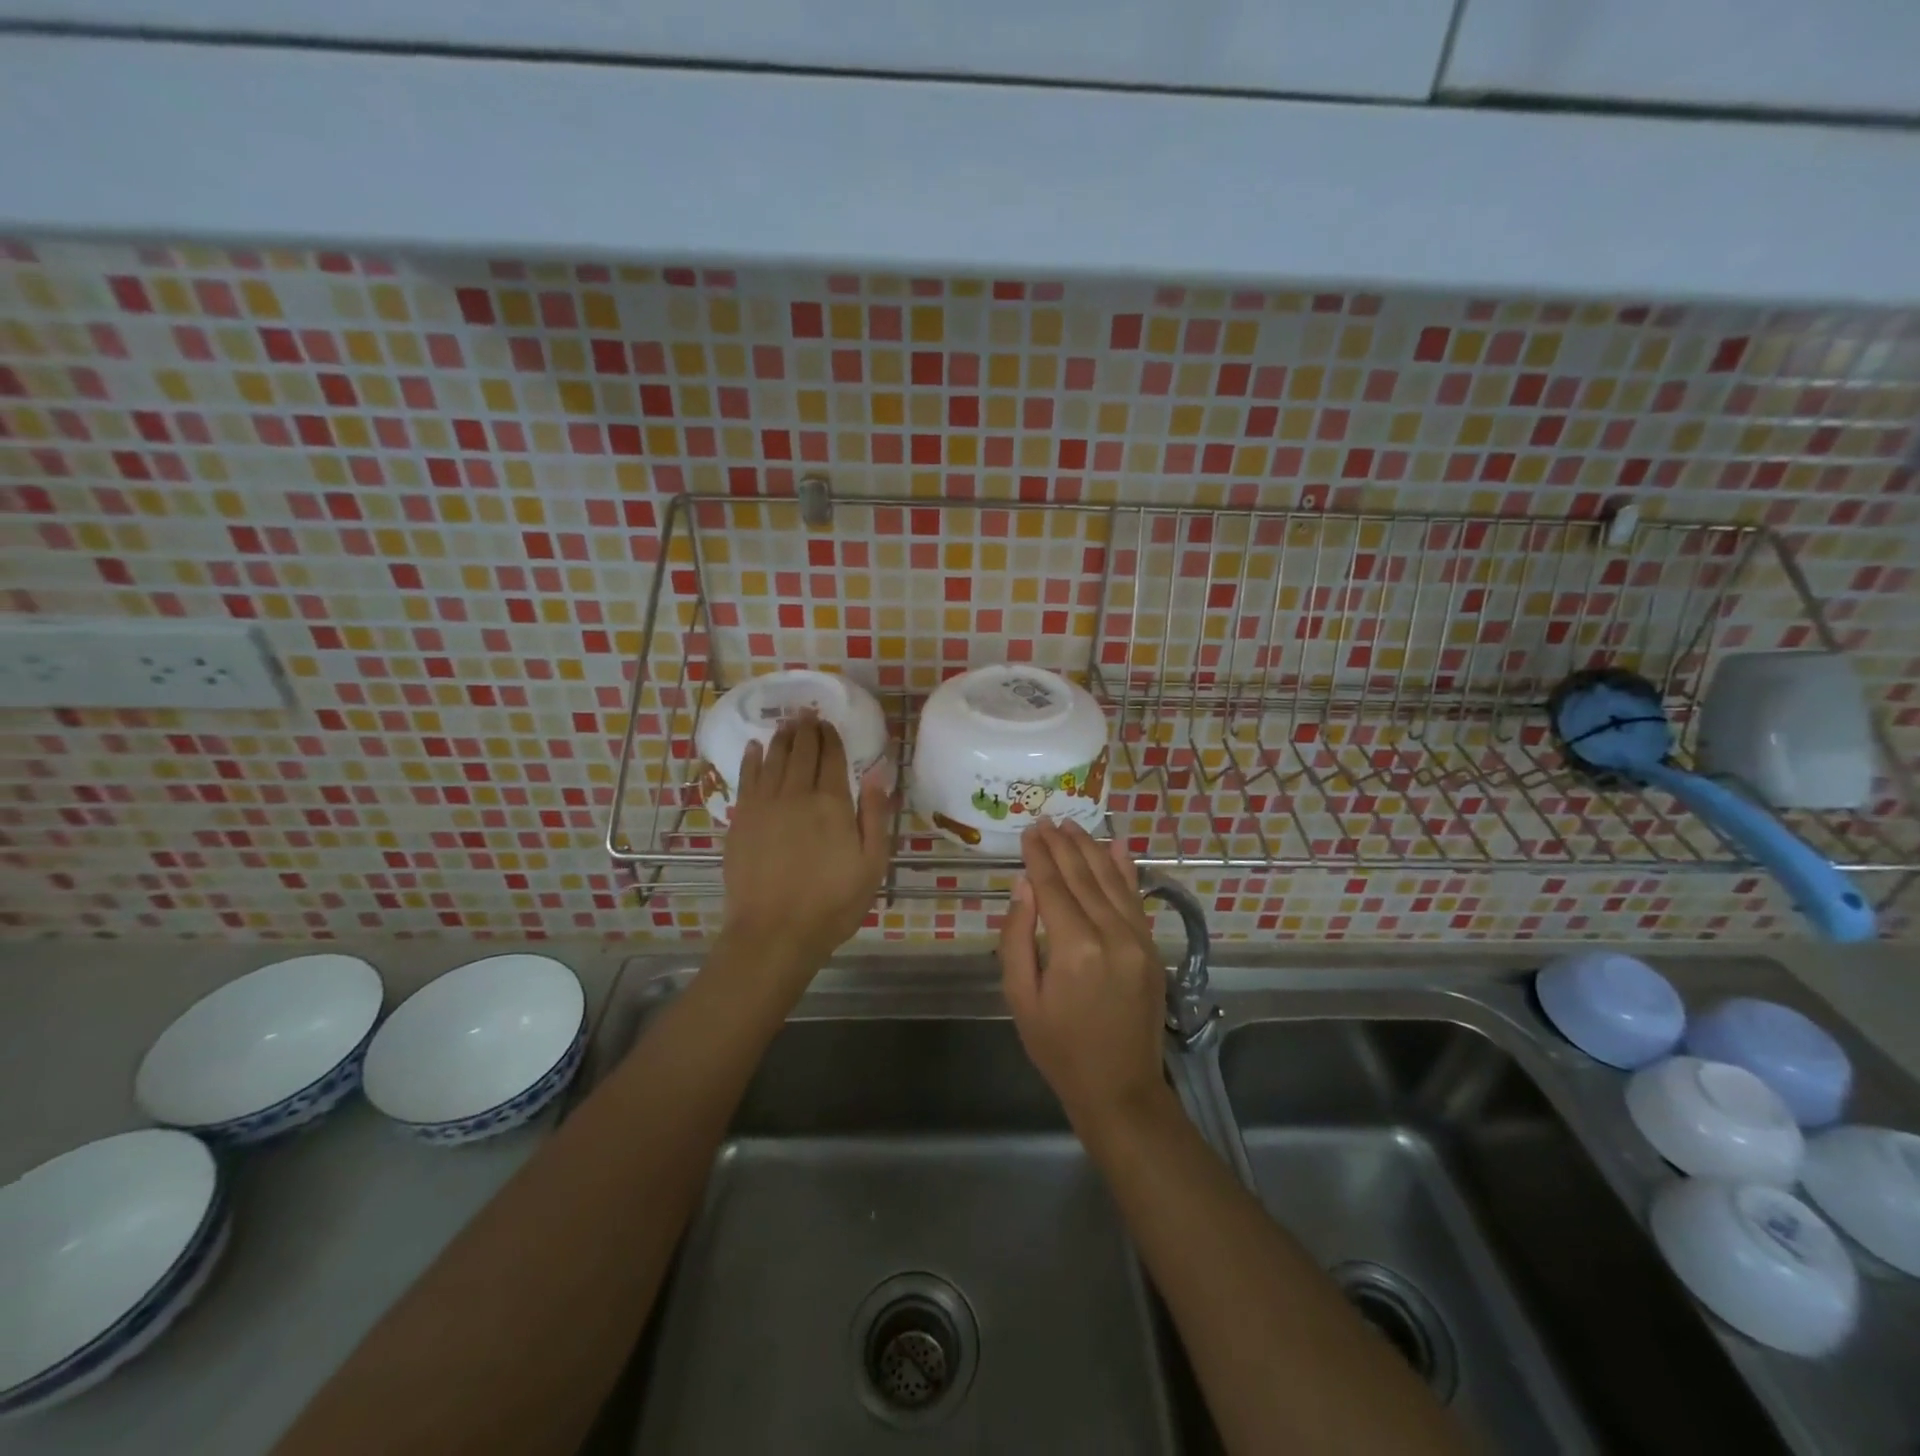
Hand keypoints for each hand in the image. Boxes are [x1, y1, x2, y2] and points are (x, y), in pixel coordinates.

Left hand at [721, 717, 890, 985]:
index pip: (831, 757)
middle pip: (801, 752)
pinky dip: (753, 759)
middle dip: (806, 730)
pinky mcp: (741, 820)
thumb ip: (874, 815)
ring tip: (786, 723)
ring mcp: (764, 805)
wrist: (774, 932)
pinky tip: (756, 748)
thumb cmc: (832, 903)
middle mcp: (796, 794)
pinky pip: (747, 778)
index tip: (829, 723)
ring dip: (782, 738)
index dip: (831, 737)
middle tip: (806, 714)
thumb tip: (876, 773)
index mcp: (832, 803)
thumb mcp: (872, 864)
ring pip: (773, 759)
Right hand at [999, 820, 1168, 1134]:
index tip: (1028, 831)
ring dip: (1090, 849)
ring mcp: (1138, 939)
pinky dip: (1126, 870)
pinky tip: (1116, 846)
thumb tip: (1024, 885)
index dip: (1039, 856)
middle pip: (1083, 877)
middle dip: (1062, 845)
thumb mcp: (1021, 999)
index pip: (1053, 887)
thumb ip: (1017, 938)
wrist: (1120, 1088)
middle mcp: (1111, 934)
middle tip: (1046, 820)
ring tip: (1072, 825)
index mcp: (1074, 948)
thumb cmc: (1059, 1048)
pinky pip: (1136, 898)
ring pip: (1111, 880)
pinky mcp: (1151, 947)